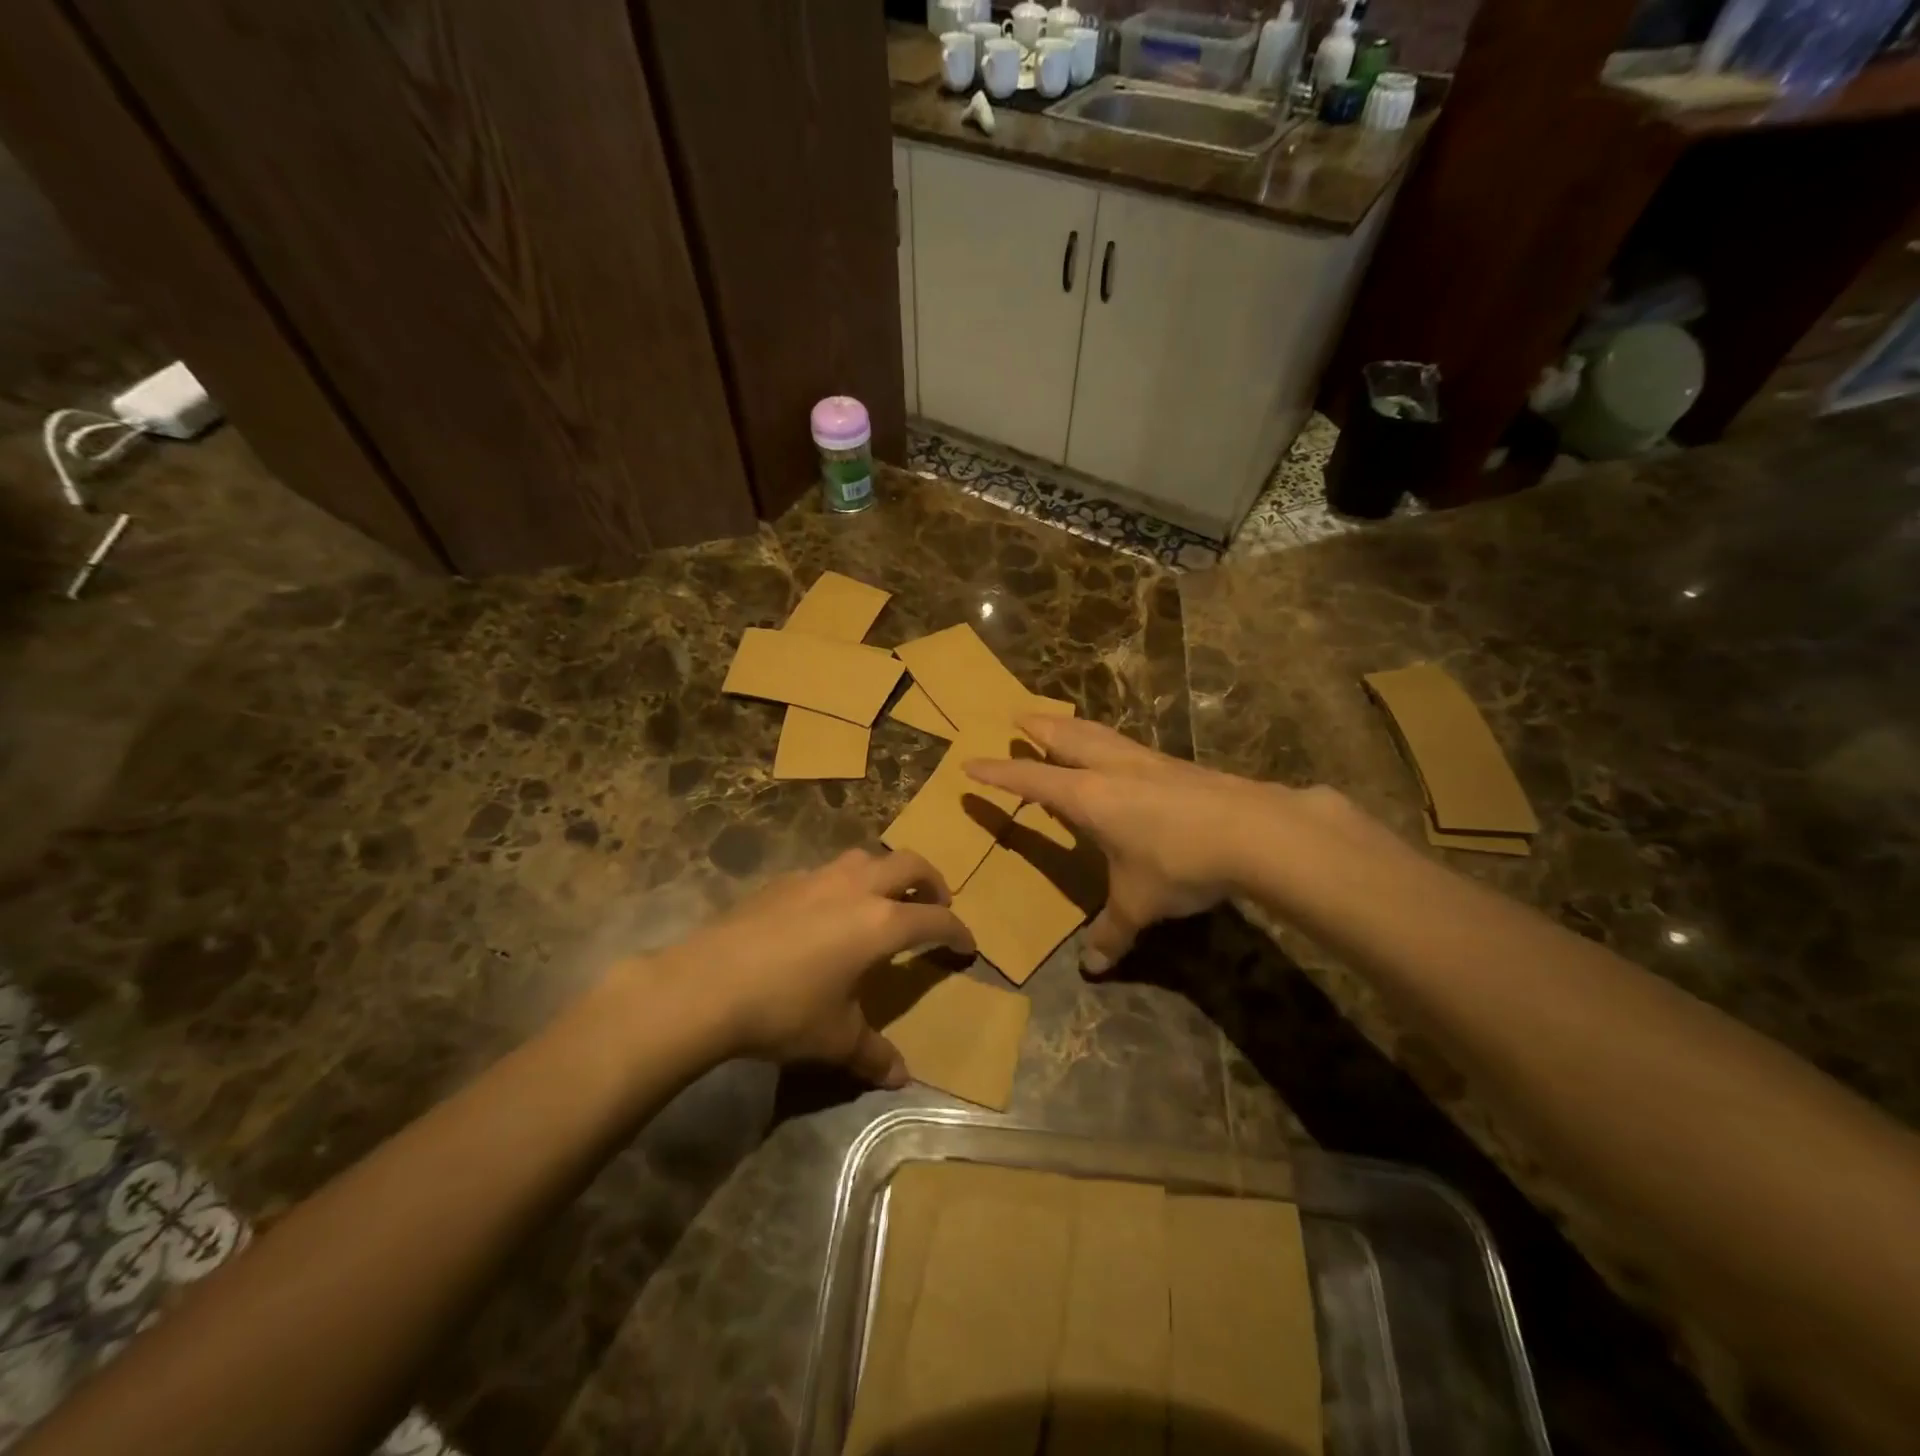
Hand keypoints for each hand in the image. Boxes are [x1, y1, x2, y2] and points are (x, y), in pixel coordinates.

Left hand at [647, 849, 973, 1085]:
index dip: (958, 931)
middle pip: (910, 865)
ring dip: (887, 873)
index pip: (935, 919)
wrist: (707, 984)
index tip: (968, 945)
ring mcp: (818, 878)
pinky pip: (829, 871)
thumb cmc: (784, 1010)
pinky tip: (828, 912)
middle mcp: (856, 888)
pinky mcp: (784, 881)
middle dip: (933, 881)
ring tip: (884, 900)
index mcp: (880, 923)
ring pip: (867, 857)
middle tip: (936, 903)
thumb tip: (901, 1078)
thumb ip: (873, 1054)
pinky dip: (846, 882)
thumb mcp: (835, 1039)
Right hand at [965, 716, 1310, 971]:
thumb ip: (1113, 932)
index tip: (970, 764)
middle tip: (1018, 718)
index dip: (998, 775)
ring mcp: (1147, 761)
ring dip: (1074, 726)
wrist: (1255, 831)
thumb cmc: (1179, 862)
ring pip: (1100, 734)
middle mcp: (1111, 770)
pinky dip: (1110, 741)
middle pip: (1065, 738)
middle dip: (1038, 728)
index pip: (1030, 781)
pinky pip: (1129, 745)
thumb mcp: (1139, 903)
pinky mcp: (1178, 765)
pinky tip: (1122, 754)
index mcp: (1087, 797)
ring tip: (1063, 723)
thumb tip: (1092, 967)